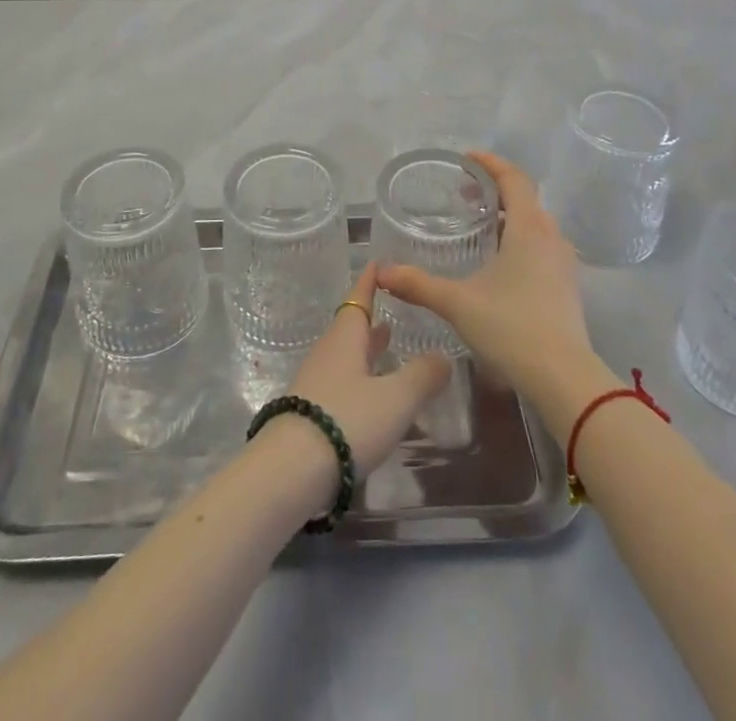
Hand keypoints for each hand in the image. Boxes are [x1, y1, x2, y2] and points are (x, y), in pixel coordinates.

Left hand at [278, 265, 451, 481]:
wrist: (291, 470)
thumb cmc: (348, 420)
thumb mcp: (396, 398)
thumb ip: (423, 375)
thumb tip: (444, 356)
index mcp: (346, 338)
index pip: (359, 298)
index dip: (370, 281)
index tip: (377, 263)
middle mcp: (328, 353)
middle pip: (351, 327)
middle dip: (372, 318)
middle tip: (391, 308)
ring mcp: (315, 382)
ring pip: (345, 355)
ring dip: (366, 349)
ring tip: (386, 344)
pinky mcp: (310, 411)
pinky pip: (340, 382)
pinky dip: (359, 377)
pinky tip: (372, 393)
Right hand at [376, 151, 593, 407]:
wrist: (564, 379)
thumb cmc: (511, 327)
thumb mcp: (458, 303)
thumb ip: (419, 284)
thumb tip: (382, 271)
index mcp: (529, 229)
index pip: (514, 179)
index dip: (491, 163)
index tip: (467, 158)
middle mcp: (551, 238)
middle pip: (526, 199)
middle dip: (497, 190)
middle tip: (467, 194)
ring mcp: (564, 263)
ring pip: (537, 224)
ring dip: (511, 216)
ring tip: (483, 226)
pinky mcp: (568, 286)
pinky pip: (544, 246)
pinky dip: (522, 239)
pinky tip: (502, 263)